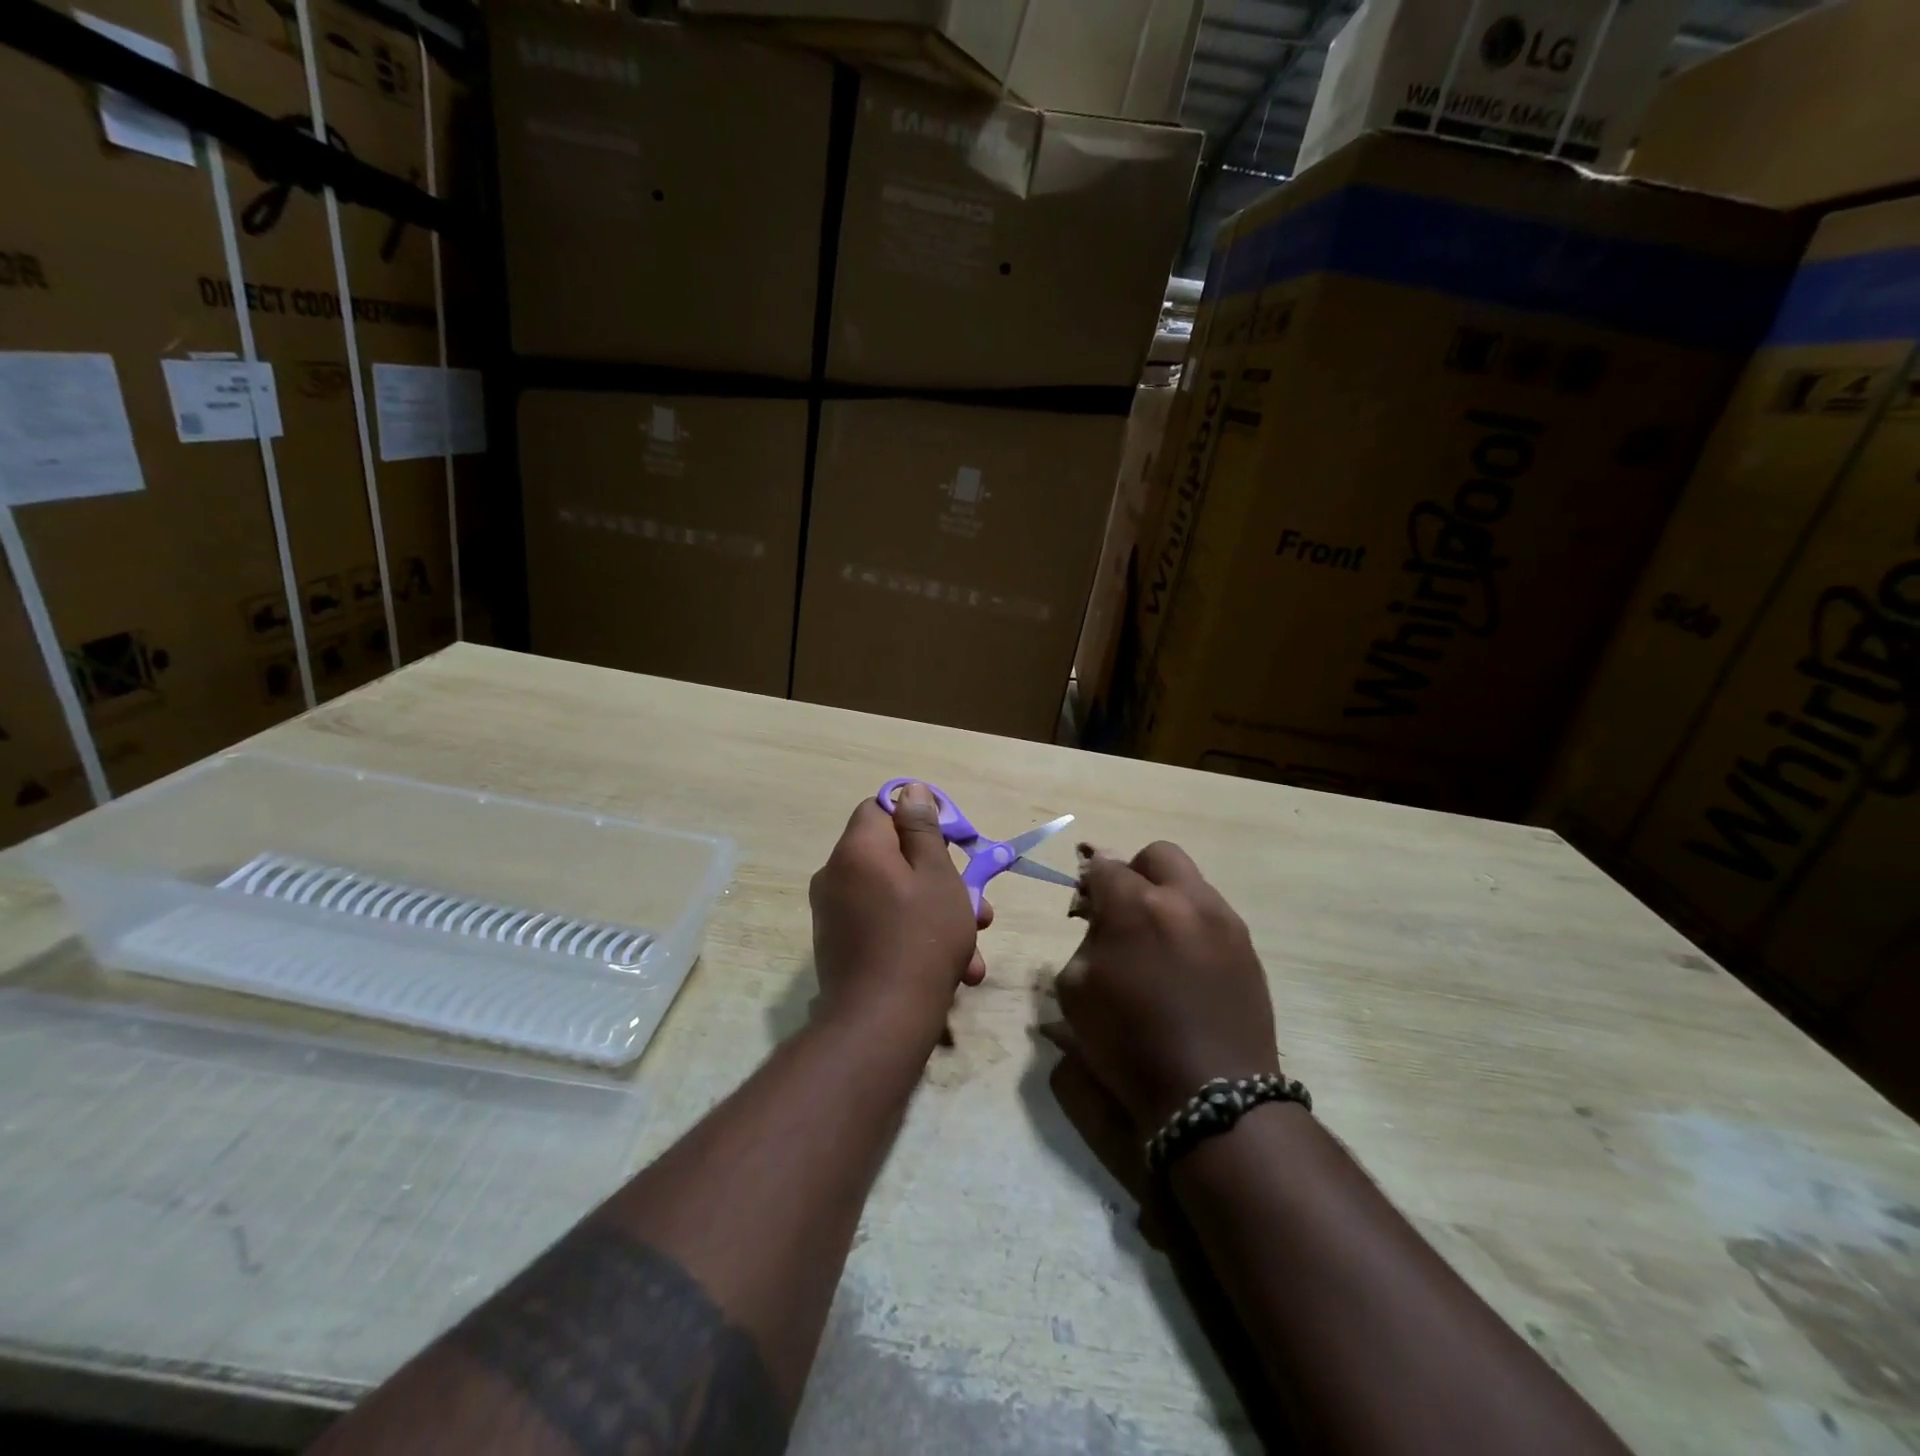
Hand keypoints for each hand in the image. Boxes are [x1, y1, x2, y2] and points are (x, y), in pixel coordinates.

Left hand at [808, 784, 990, 1039]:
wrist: (881, 1023)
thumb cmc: (921, 938)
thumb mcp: (937, 876)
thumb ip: (923, 829)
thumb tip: (911, 791)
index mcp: (857, 849)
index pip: (880, 808)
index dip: (917, 817)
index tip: (951, 840)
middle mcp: (836, 875)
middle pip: (892, 855)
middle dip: (940, 876)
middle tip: (977, 903)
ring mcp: (834, 914)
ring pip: (894, 896)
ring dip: (936, 913)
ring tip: (974, 947)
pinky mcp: (839, 946)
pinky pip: (882, 925)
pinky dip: (913, 936)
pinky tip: (954, 969)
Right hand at [1051, 843, 1278, 1134]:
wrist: (1212, 1094)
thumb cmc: (1129, 1044)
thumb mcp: (1076, 992)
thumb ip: (1085, 941)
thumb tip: (1099, 921)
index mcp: (1136, 907)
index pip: (1105, 866)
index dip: (1089, 882)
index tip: (1084, 907)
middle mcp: (1184, 900)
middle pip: (1157, 855)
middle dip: (1134, 873)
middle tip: (1124, 911)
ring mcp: (1223, 921)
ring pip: (1191, 882)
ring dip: (1167, 898)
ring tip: (1157, 942)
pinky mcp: (1247, 947)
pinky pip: (1213, 915)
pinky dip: (1193, 925)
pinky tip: (1185, 966)